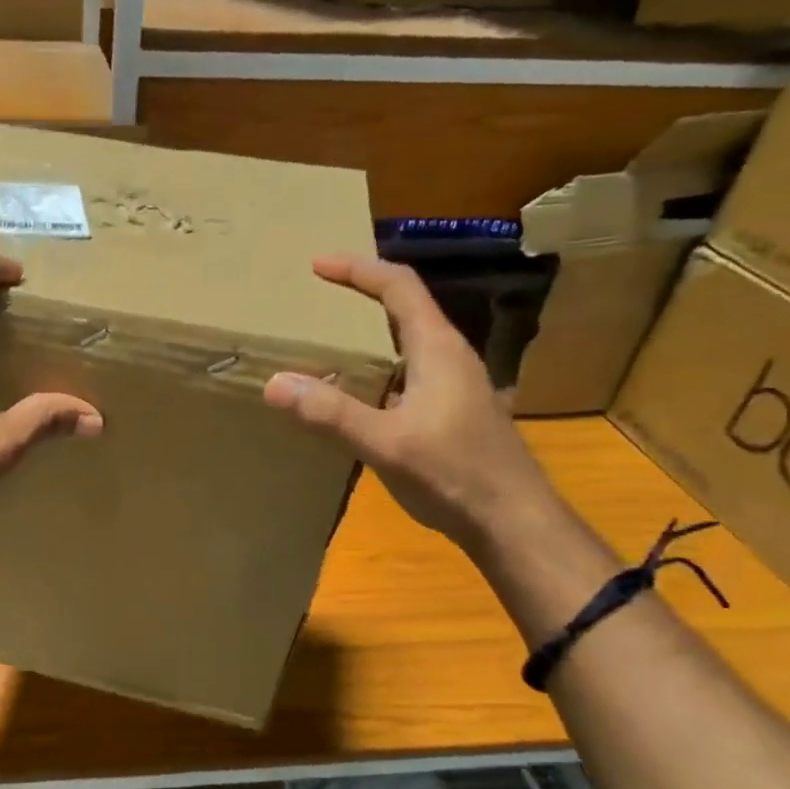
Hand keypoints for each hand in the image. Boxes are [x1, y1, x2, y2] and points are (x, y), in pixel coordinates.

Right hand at [262, 255, 560, 551]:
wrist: (513, 523)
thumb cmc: (455, 475)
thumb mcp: (387, 444)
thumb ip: (332, 413)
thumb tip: (276, 383)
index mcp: (437, 349)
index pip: (399, 287)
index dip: (358, 269)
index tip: (317, 265)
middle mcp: (448, 356)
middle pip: (404, 308)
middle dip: (361, 294)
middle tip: (316, 298)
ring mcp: (454, 385)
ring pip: (406, 342)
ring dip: (368, 333)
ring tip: (326, 341)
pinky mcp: (451, 411)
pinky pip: (407, 371)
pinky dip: (376, 367)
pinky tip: (353, 393)